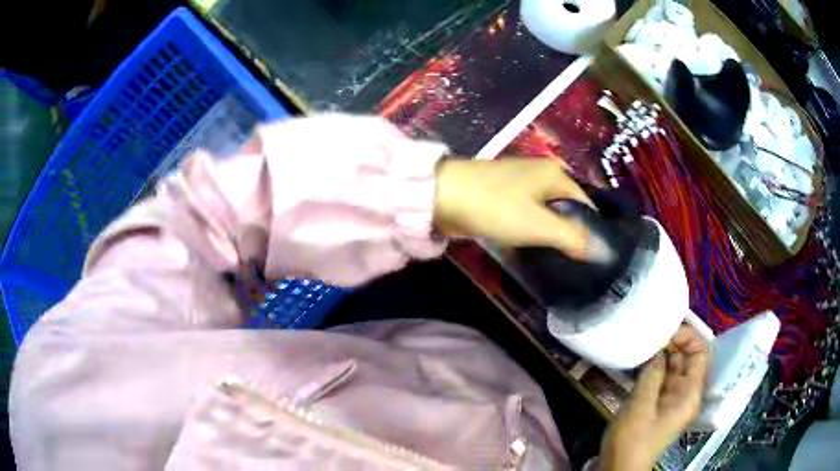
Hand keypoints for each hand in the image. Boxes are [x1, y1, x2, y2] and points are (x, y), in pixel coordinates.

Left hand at [434, 158, 609, 260]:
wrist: (441, 196)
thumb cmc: (495, 207)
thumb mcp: (539, 225)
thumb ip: (573, 238)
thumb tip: (606, 252)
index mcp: (556, 174)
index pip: (586, 205)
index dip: (591, 230)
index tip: (591, 258)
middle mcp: (541, 173)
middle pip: (566, 208)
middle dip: (570, 233)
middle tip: (573, 263)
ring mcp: (520, 182)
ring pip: (545, 212)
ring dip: (550, 232)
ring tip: (556, 259)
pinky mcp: (502, 194)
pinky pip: (527, 213)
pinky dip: (531, 228)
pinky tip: (531, 247)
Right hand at [601, 324, 709, 470]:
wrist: (620, 468)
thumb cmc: (632, 440)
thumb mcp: (640, 407)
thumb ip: (652, 375)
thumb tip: (658, 349)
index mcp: (690, 394)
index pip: (701, 353)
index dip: (688, 337)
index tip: (665, 332)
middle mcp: (687, 394)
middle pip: (689, 359)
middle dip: (674, 344)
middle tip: (651, 334)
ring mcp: (674, 399)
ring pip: (675, 368)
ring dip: (663, 355)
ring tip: (645, 343)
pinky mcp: (661, 404)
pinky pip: (663, 379)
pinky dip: (655, 368)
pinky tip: (642, 361)